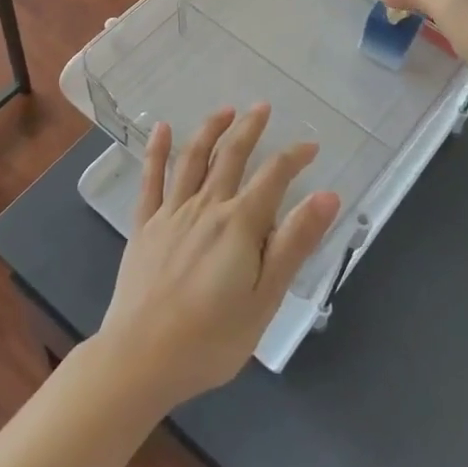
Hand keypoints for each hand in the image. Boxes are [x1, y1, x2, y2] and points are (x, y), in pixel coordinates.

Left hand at [94, 105, 339, 410]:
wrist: (140, 359)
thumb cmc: (211, 338)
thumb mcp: (265, 298)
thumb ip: (294, 243)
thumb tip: (327, 196)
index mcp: (239, 224)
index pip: (274, 176)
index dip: (294, 156)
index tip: (311, 145)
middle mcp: (206, 207)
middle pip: (232, 156)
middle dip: (250, 128)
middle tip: (263, 107)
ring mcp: (171, 213)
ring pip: (193, 158)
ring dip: (211, 129)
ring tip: (226, 110)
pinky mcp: (144, 226)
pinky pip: (151, 180)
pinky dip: (156, 151)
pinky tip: (161, 128)